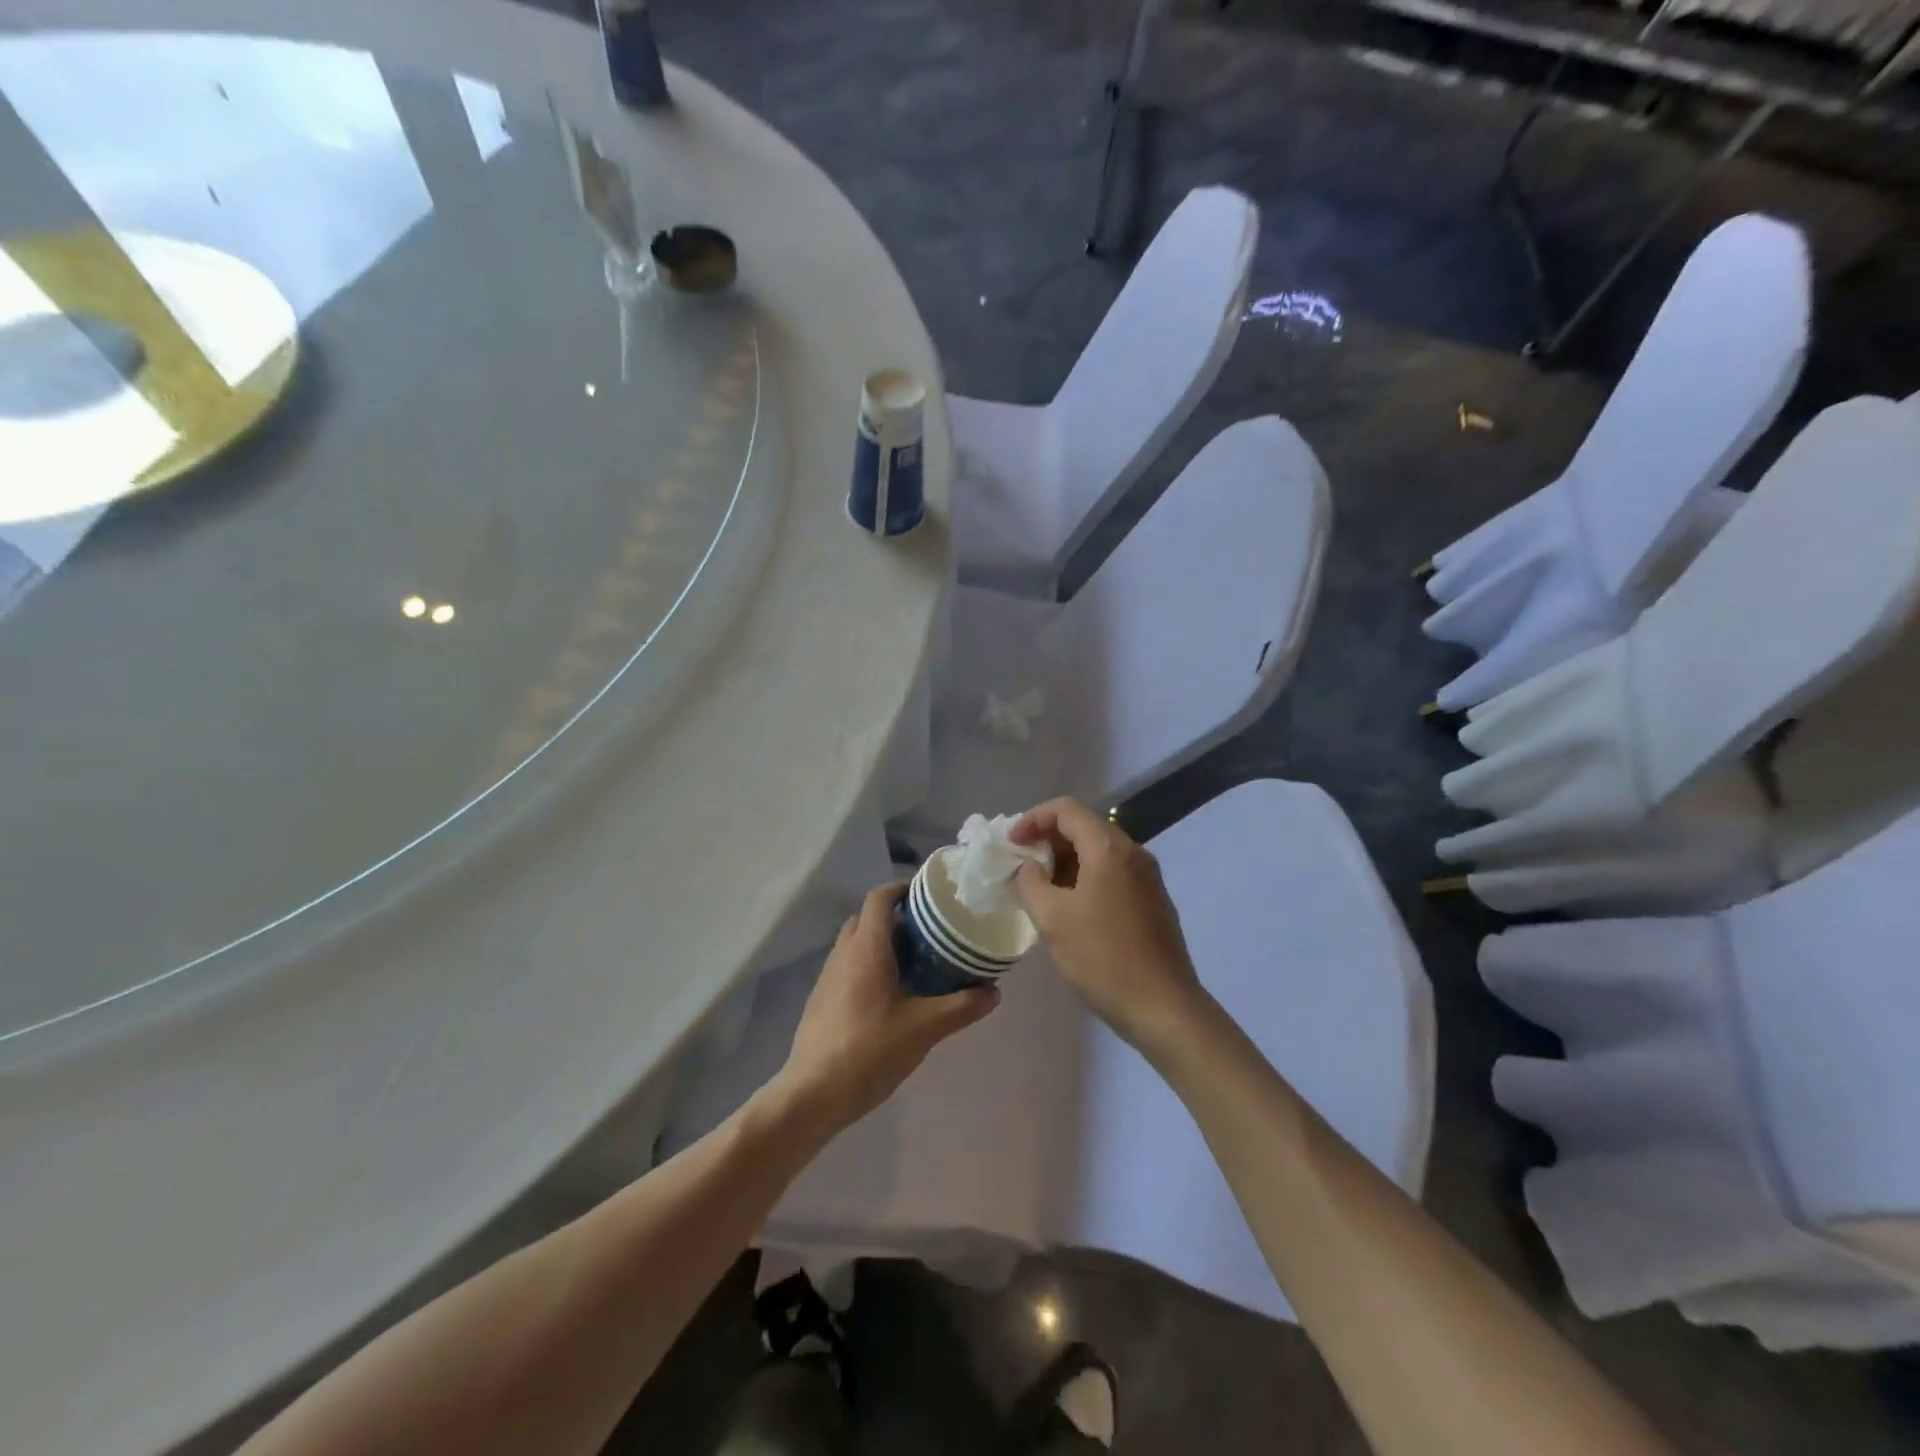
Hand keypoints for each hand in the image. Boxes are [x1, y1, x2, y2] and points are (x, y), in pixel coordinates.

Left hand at [774, 883, 998, 1135]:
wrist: (813, 1094)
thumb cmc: (869, 1051)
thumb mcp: (924, 1029)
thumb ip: (961, 1006)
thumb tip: (994, 992)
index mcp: (866, 948)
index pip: (880, 896)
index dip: (903, 888)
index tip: (929, 896)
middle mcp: (843, 953)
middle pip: (867, 917)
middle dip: (896, 918)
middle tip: (929, 934)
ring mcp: (827, 976)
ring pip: (855, 943)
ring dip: (881, 943)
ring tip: (915, 965)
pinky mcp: (821, 999)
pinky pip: (847, 966)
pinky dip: (868, 966)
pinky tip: (890, 997)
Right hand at [1010, 799, 1203, 1058]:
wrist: (1164, 1008)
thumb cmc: (1103, 958)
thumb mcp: (1052, 919)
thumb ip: (1030, 883)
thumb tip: (1027, 868)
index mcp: (1109, 848)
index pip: (1066, 810)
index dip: (1032, 819)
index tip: (1010, 844)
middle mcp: (1133, 853)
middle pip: (1084, 827)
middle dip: (1047, 840)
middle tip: (1020, 864)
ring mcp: (1147, 878)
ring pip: (1098, 852)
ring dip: (1065, 862)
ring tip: (1039, 889)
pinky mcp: (1153, 902)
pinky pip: (1112, 874)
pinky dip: (1085, 878)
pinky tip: (1069, 908)